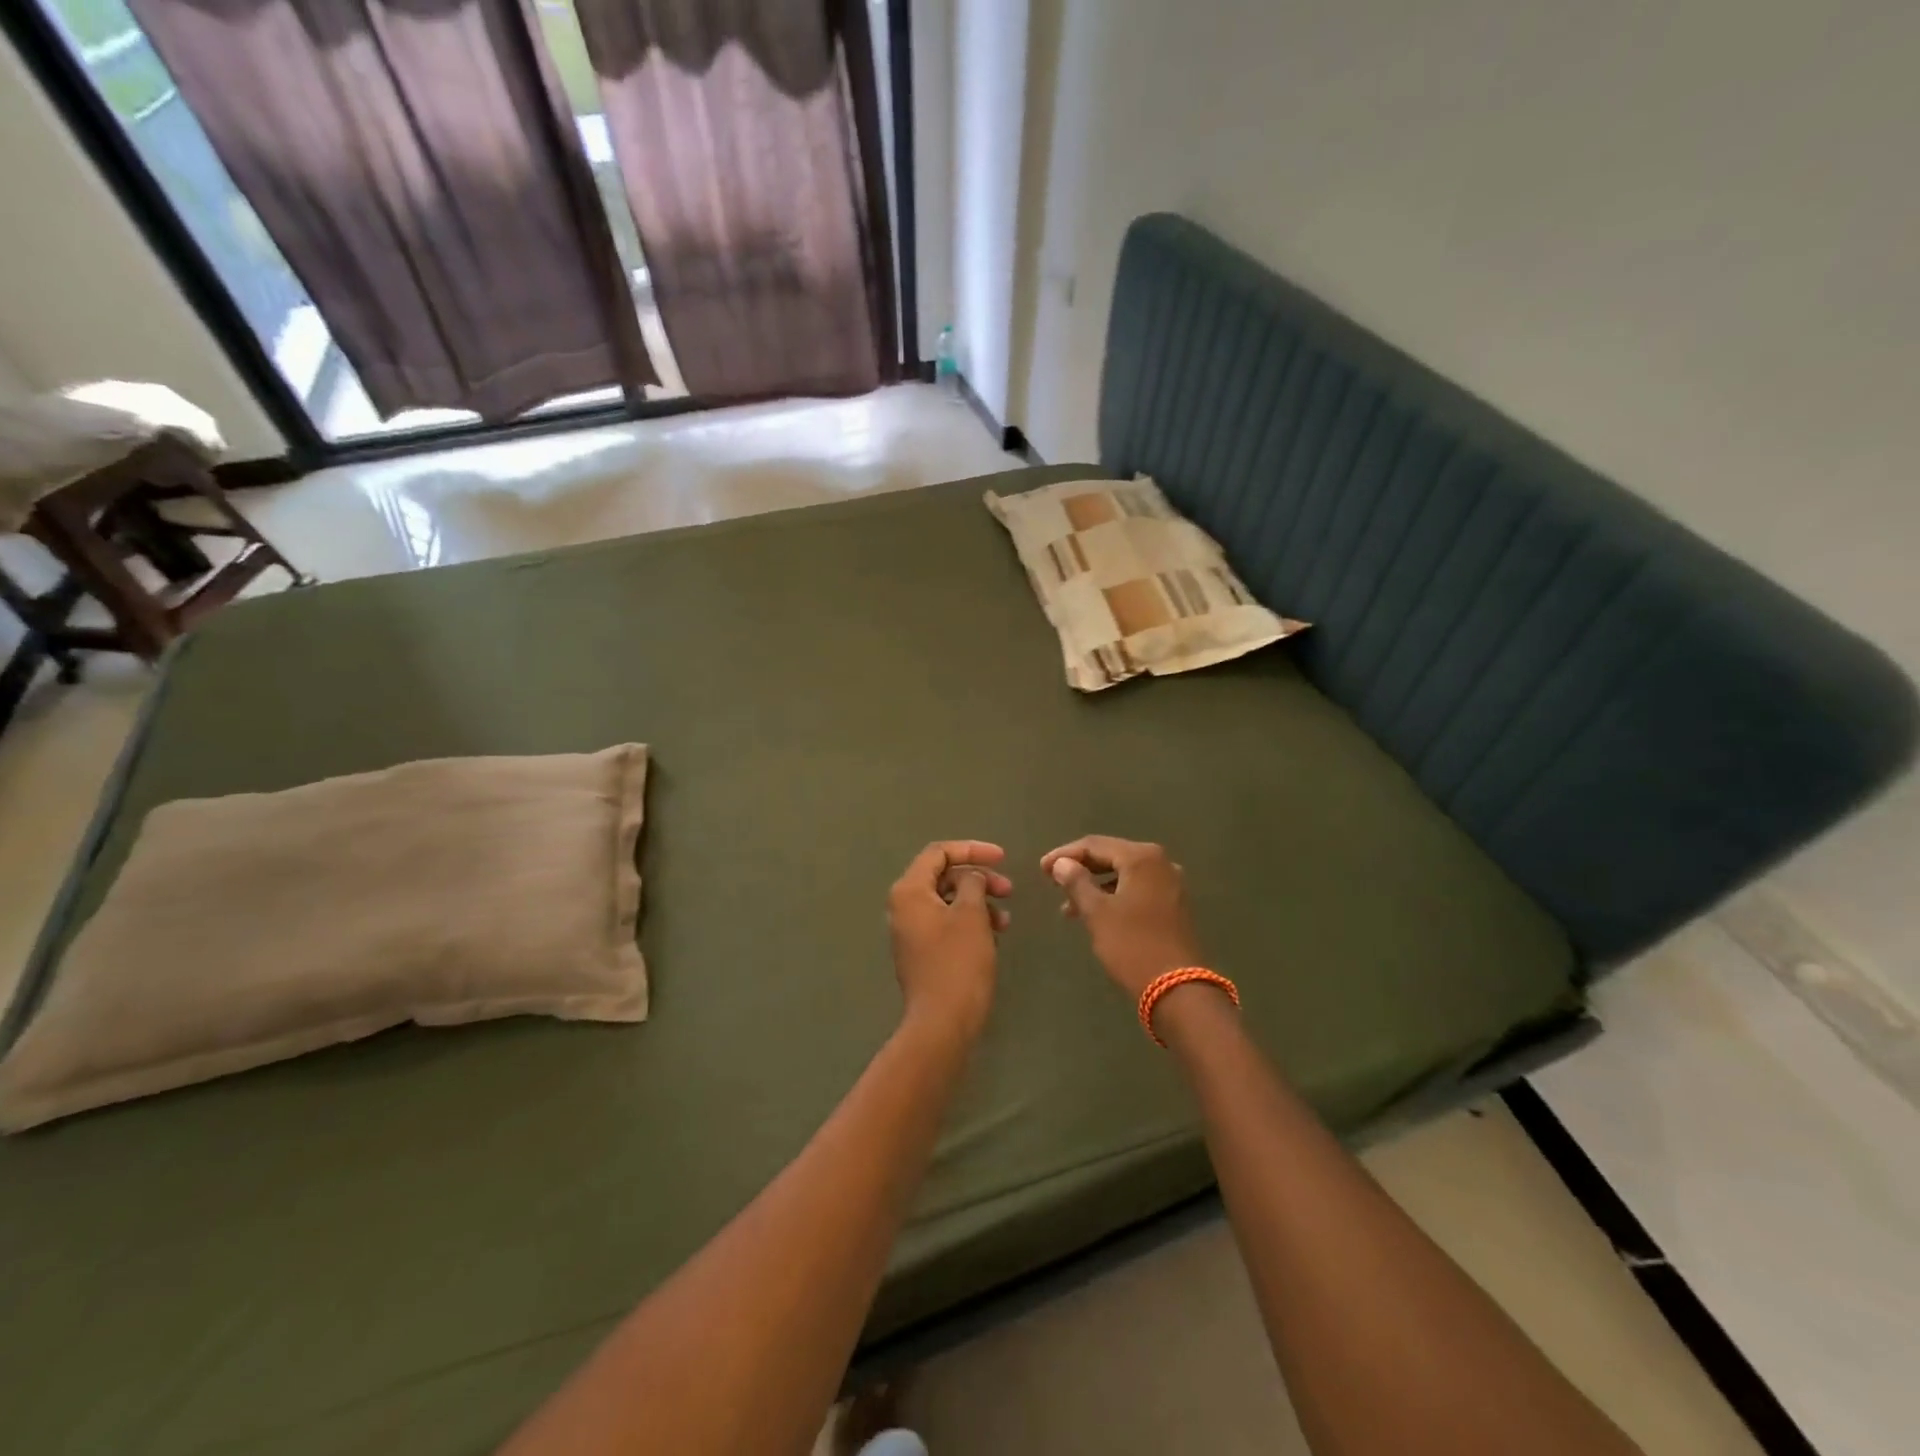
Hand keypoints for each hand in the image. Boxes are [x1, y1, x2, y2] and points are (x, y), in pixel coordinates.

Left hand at [888, 840, 1011, 1039]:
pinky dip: (970, 922)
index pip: (938, 853)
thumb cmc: (958, 963)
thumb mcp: (971, 914)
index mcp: (909, 891)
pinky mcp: (921, 952)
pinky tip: (992, 937)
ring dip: (978, 902)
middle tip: (1008, 890)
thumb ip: (972, 884)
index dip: (972, 850)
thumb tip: (970, 877)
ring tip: (1005, 921)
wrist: (942, 1024)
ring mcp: (910, 931)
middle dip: (978, 878)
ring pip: (947, 901)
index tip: (1003, 858)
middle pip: (942, 876)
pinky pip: (946, 923)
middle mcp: (903, 907)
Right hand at [1040, 836, 1202, 999]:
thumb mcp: (1097, 913)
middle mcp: (1160, 863)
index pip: (1094, 845)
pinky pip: (1136, 889)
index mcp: (1141, 858)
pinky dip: (1113, 896)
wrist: (1178, 989)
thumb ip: (1076, 882)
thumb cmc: (1132, 945)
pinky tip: (1096, 913)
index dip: (1065, 855)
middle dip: (1080, 869)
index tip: (1042, 869)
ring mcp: (1170, 884)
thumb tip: (1061, 863)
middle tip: (1052, 881)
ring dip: (1095, 885)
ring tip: (1068, 906)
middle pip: (1111, 856)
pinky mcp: (1173, 904)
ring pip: (1123, 874)